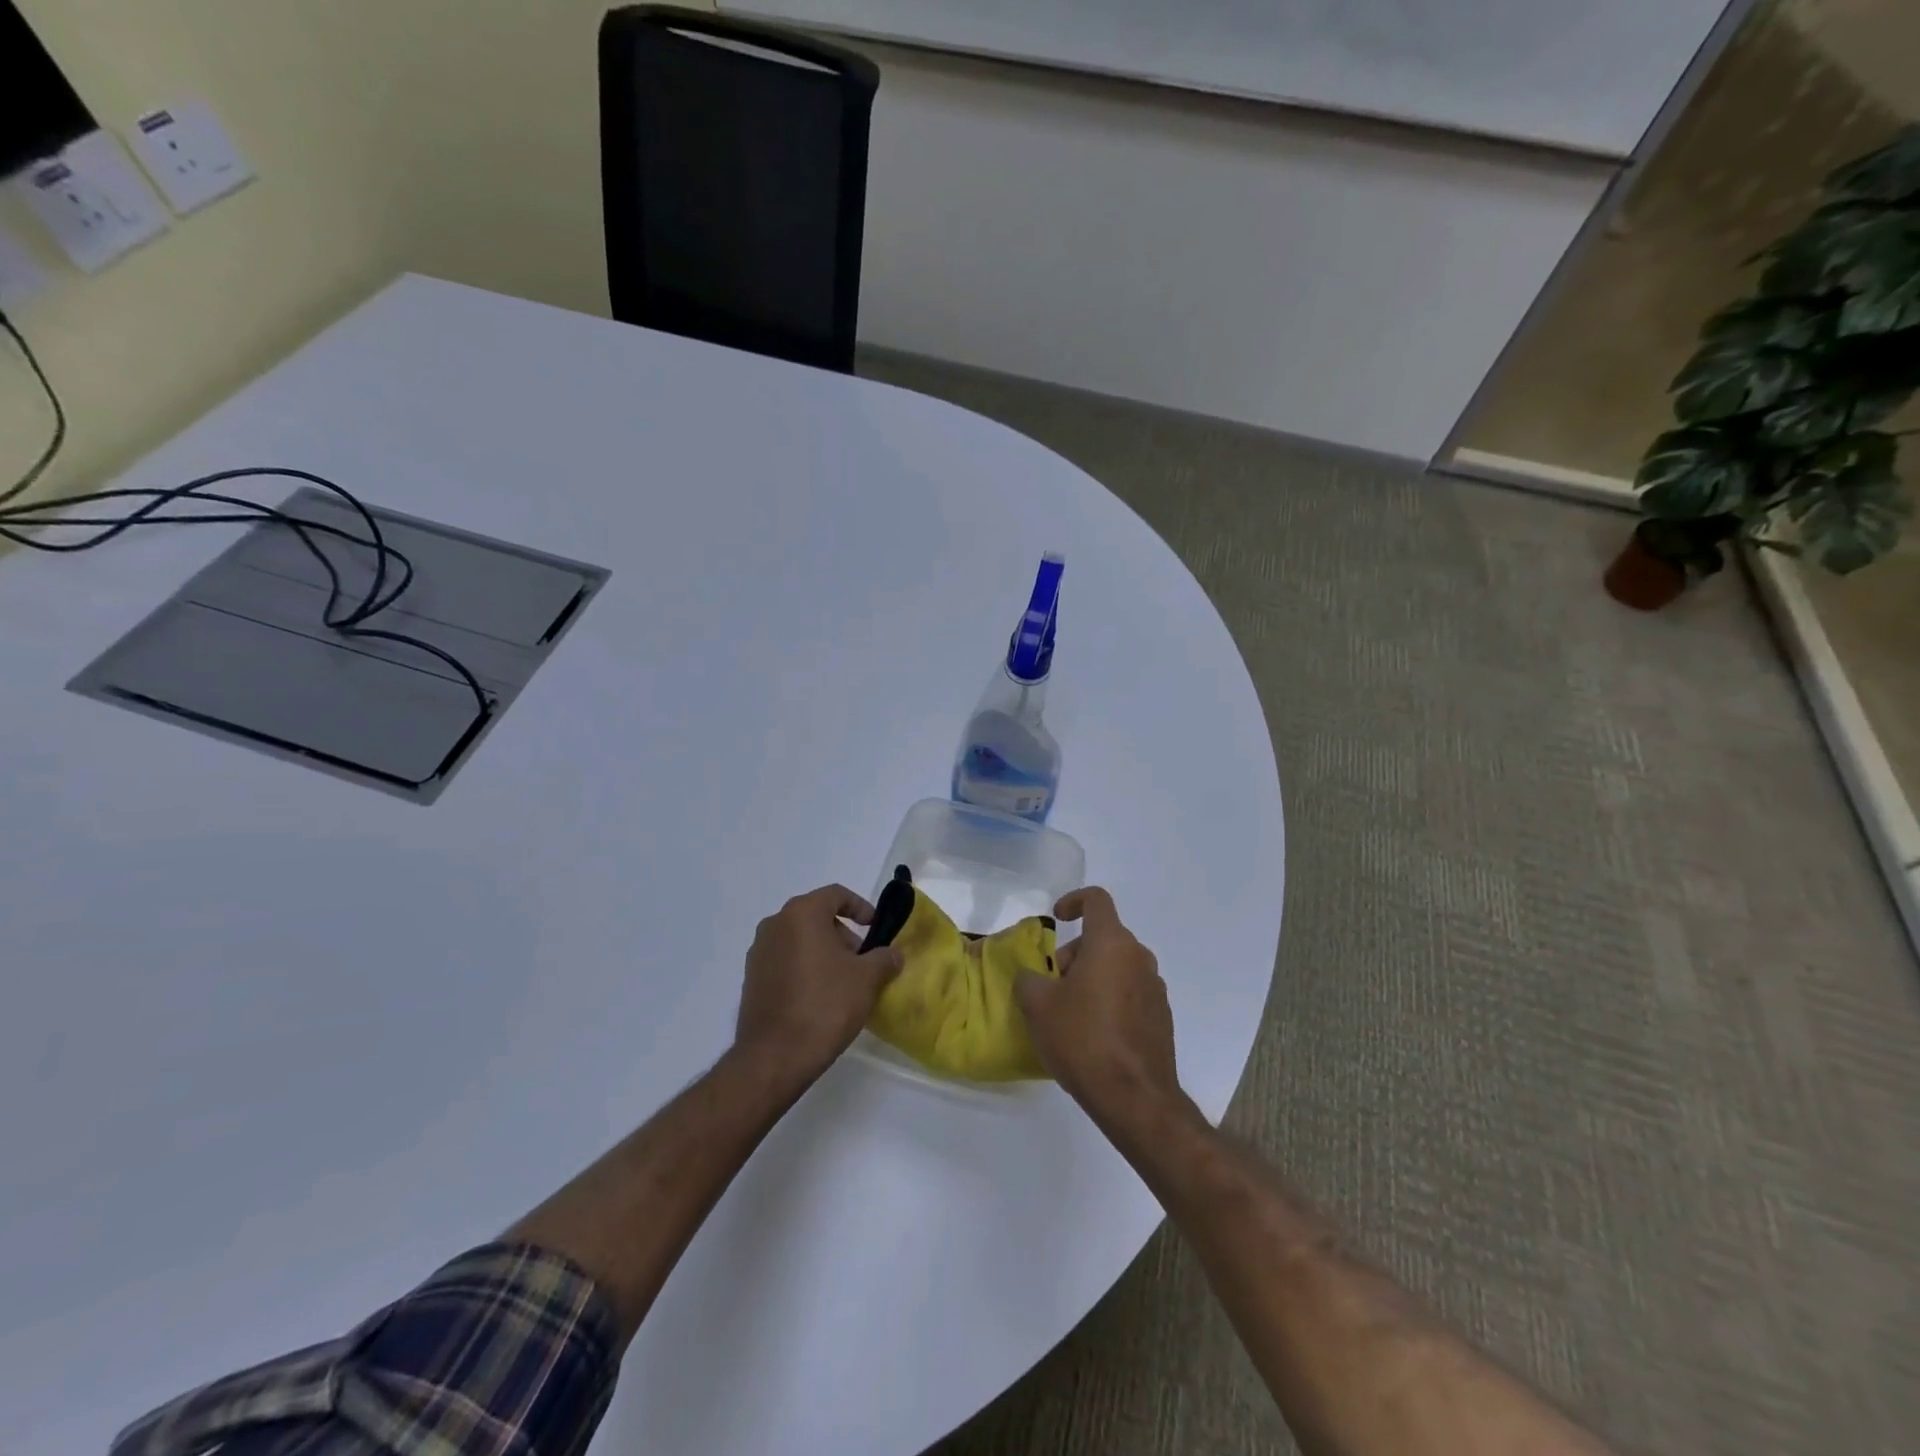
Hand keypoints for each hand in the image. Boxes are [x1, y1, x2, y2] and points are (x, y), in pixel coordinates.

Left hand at [734, 884, 903, 1082]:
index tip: (876, 927)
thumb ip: (884, 958)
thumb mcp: (866, 979)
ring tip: (844, 981)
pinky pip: (785, 961)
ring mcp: (758, 953)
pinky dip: (805, 968)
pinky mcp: (751, 980)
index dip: (860, 907)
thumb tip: (893, 954)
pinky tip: (820, 997)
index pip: (835, 894)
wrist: (774, 1057)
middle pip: (816, 917)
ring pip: (799, 940)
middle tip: (863, 960)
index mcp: (801, 914)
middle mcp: (775, 925)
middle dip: (842, 934)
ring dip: (824, 952)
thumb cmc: (825, 1005)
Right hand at [1016, 888, 1184, 1123]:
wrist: (1134, 1097)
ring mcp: (1155, 988)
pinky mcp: (1161, 1017)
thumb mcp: (1038, 1006)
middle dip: (1075, 953)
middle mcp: (1139, 957)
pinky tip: (1094, 1034)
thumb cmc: (1082, 1039)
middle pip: (1104, 937)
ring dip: (1092, 977)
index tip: (1057, 919)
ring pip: (1117, 966)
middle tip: (1053, 985)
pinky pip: (1130, 993)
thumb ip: (1028, 979)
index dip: (1073, 901)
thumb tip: (1033, 976)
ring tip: (1070, 1013)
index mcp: (1111, 943)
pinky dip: (1110, 999)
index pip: (1096, 899)